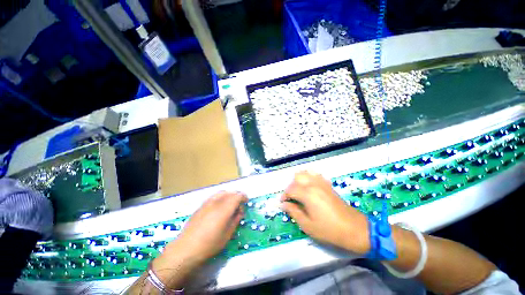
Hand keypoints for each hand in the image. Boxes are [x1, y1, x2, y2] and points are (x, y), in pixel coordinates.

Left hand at [151, 191, 246, 287]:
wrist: (185, 249)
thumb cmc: (209, 244)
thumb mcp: (227, 235)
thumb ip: (235, 220)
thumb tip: (240, 211)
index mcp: (224, 209)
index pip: (237, 196)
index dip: (243, 197)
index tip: (246, 201)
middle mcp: (216, 202)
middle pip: (230, 192)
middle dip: (237, 196)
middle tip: (239, 204)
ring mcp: (207, 203)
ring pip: (221, 192)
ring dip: (228, 195)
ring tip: (229, 204)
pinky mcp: (201, 206)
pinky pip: (214, 196)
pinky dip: (220, 197)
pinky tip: (219, 207)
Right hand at [280, 171, 370, 253]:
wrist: (354, 229)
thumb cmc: (329, 230)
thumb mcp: (308, 225)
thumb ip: (293, 212)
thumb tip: (283, 205)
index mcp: (307, 194)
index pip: (290, 189)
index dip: (284, 195)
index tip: (283, 203)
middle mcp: (313, 184)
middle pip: (297, 177)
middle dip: (291, 186)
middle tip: (292, 198)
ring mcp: (322, 183)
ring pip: (306, 173)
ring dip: (300, 180)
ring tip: (299, 192)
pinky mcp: (328, 185)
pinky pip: (315, 175)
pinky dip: (309, 178)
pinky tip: (310, 188)